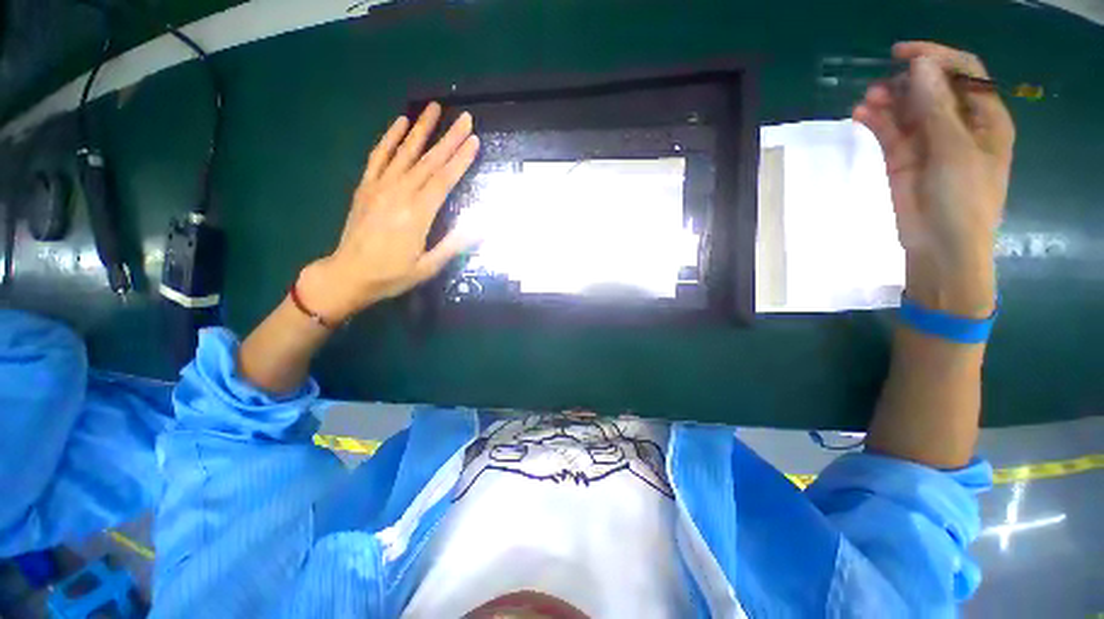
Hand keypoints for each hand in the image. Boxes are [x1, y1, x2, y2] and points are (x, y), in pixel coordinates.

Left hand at [297, 103, 479, 322]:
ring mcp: (379, 187)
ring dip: (421, 130)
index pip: (444, 180)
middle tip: (464, 118)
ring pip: (405, 153)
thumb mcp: (428, 267)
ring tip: (434, 109)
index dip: (460, 159)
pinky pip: (378, 157)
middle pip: (429, 162)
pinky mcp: (365, 187)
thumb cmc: (392, 274)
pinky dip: (389, 139)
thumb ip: (454, 244)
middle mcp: (400, 194)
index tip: (474, 140)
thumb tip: (481, 226)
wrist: (348, 274)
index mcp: (418, 214)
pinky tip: (400, 123)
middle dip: (449, 139)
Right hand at [853, 42, 1014, 316]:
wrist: (940, 247)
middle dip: (909, 80)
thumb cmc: (963, 201)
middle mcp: (958, 124)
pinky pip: (889, 131)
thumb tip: (918, 66)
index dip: (937, 57)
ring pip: (908, 108)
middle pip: (933, 87)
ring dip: (888, 99)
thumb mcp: (955, 152)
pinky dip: (876, 120)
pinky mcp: (903, 159)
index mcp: (986, 118)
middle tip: (884, 84)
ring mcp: (929, 142)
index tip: (903, 54)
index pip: (964, 73)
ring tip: (868, 100)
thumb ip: (936, 108)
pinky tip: (861, 114)